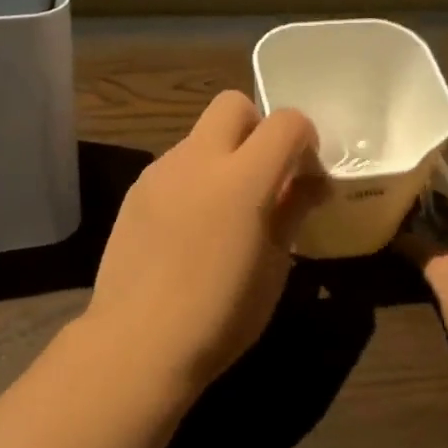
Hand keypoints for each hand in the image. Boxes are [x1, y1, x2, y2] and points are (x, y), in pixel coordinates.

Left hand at [84, 92, 323, 394]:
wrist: (137, 343)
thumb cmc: (220, 314)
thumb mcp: (275, 266)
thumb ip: (292, 209)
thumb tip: (311, 182)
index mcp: (243, 178)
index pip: (287, 122)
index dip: (305, 140)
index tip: (305, 177)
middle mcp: (198, 159)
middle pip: (233, 104)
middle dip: (257, 128)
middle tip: (264, 177)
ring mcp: (160, 171)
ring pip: (200, 135)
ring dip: (223, 155)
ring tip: (224, 212)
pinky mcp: (136, 190)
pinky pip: (175, 165)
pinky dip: (194, 178)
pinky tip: (189, 228)